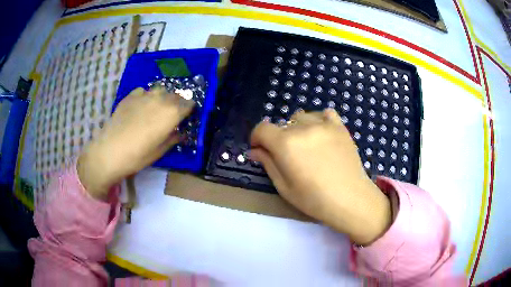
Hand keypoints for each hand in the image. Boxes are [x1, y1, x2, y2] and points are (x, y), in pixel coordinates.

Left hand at [77, 87, 193, 199]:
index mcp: (172, 113)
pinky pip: (143, 91)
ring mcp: (144, 95)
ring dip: (162, 98)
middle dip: (177, 103)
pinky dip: (146, 97)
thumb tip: (180, 133)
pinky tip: (140, 106)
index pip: (188, 104)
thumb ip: (173, 139)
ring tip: (157, 108)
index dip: (189, 110)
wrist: (110, 151)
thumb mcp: (160, 151)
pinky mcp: (130, 96)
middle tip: (172, 114)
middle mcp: (161, 99)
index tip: (186, 116)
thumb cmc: (138, 156)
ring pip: (160, 90)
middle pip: (175, 95)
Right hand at [250, 109, 390, 244]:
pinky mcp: (339, 126)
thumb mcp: (284, 187)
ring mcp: (324, 124)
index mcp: (286, 144)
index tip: (260, 149)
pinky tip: (321, 134)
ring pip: (301, 117)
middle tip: (288, 157)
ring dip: (297, 129)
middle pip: (282, 125)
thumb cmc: (314, 199)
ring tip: (306, 145)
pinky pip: (324, 114)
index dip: (257, 138)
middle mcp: (303, 128)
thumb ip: (268, 164)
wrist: (350, 199)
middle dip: (278, 139)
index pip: (262, 129)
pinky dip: (318, 120)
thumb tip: (255, 150)